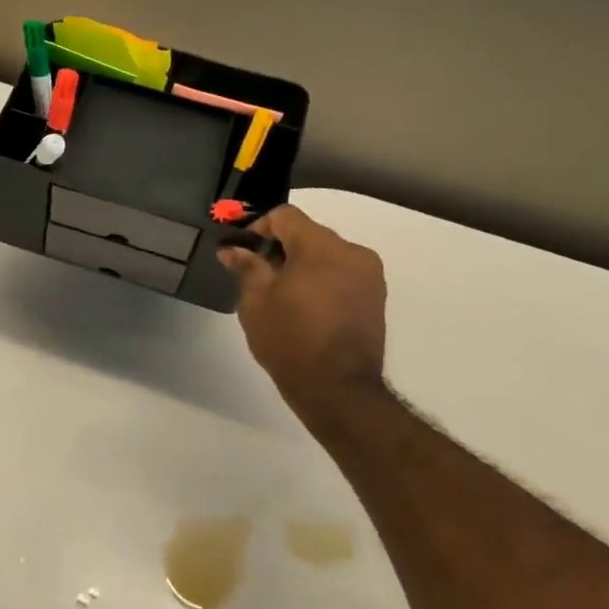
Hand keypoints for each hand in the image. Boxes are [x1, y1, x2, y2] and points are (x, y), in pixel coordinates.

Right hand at [217, 206, 390, 435]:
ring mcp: (369, 276)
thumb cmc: (290, 341)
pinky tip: (304, 305)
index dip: (258, 227)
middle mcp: (352, 252)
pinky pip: (342, 273)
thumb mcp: (256, 302)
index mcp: (322, 247)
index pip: (286, 217)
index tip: (242, 250)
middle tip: (257, 273)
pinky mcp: (375, 297)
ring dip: (302, 263)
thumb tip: (233, 249)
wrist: (338, 391)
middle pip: (308, 233)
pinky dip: (321, 279)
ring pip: (326, 254)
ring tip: (281, 293)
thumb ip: (247, 267)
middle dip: (280, 247)